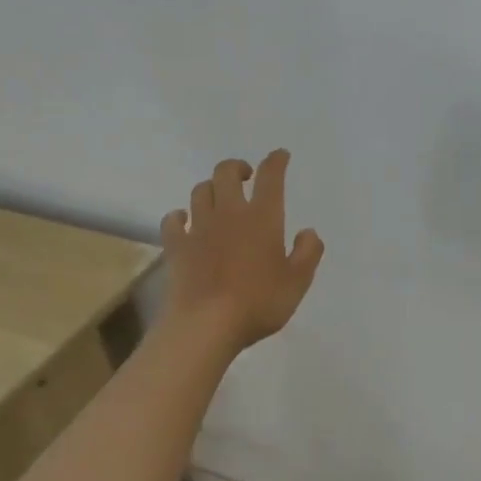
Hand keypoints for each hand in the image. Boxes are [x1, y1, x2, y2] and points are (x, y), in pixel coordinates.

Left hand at [160, 151, 323, 350]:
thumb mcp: (298, 282)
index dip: (276, 161)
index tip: (280, 156)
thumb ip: (308, 253)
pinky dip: (180, 216)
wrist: (206, 325)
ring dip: (212, 188)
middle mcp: (229, 213)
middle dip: (237, 168)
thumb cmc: (258, 302)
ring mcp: (198, 228)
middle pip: (226, 173)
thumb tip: (308, 232)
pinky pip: (173, 220)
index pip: (270, 177)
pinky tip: (185, 222)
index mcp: (263, 218)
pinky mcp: (176, 246)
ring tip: (220, 199)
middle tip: (246, 177)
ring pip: (200, 191)